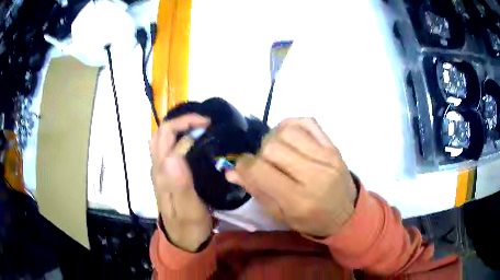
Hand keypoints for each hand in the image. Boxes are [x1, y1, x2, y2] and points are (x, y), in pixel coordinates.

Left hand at [150, 114, 211, 251]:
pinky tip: (193, 141)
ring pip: (162, 139)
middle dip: (182, 121)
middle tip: (205, 123)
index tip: (209, 125)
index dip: (187, 125)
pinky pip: (167, 147)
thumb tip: (174, 155)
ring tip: (199, 128)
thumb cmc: (189, 225)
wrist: (184, 238)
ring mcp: (161, 170)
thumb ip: (179, 184)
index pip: (169, 137)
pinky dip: (178, 137)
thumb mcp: (188, 209)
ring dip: (178, 127)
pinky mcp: (167, 173)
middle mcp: (158, 167)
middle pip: (161, 133)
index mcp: (163, 173)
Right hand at [226, 118, 357, 236]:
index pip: (260, 170)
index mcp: (298, 200)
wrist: (346, 214)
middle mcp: (314, 175)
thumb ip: (256, 191)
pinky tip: (289, 137)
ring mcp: (327, 157)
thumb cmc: (311, 220)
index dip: (244, 165)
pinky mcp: (334, 146)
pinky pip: (307, 122)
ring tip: (277, 151)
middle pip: (272, 147)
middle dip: (260, 153)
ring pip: (287, 131)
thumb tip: (230, 171)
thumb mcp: (281, 215)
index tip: (243, 166)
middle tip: (264, 164)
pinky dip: (291, 124)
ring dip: (274, 139)